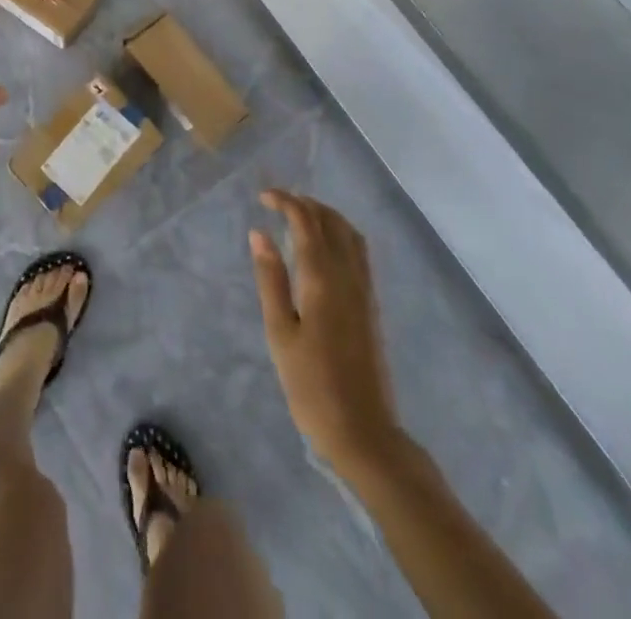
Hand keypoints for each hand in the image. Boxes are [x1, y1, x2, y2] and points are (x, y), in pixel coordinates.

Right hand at [250, 190, 401, 477]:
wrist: (364, 433)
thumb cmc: (312, 386)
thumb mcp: (280, 333)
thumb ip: (270, 279)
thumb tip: (259, 233)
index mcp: (322, 278)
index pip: (306, 221)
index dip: (285, 201)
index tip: (262, 197)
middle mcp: (348, 275)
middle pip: (331, 220)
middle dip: (305, 203)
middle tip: (277, 203)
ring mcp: (365, 290)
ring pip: (349, 233)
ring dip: (325, 215)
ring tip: (299, 218)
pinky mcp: (371, 305)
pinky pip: (358, 252)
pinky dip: (339, 234)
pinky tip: (323, 248)